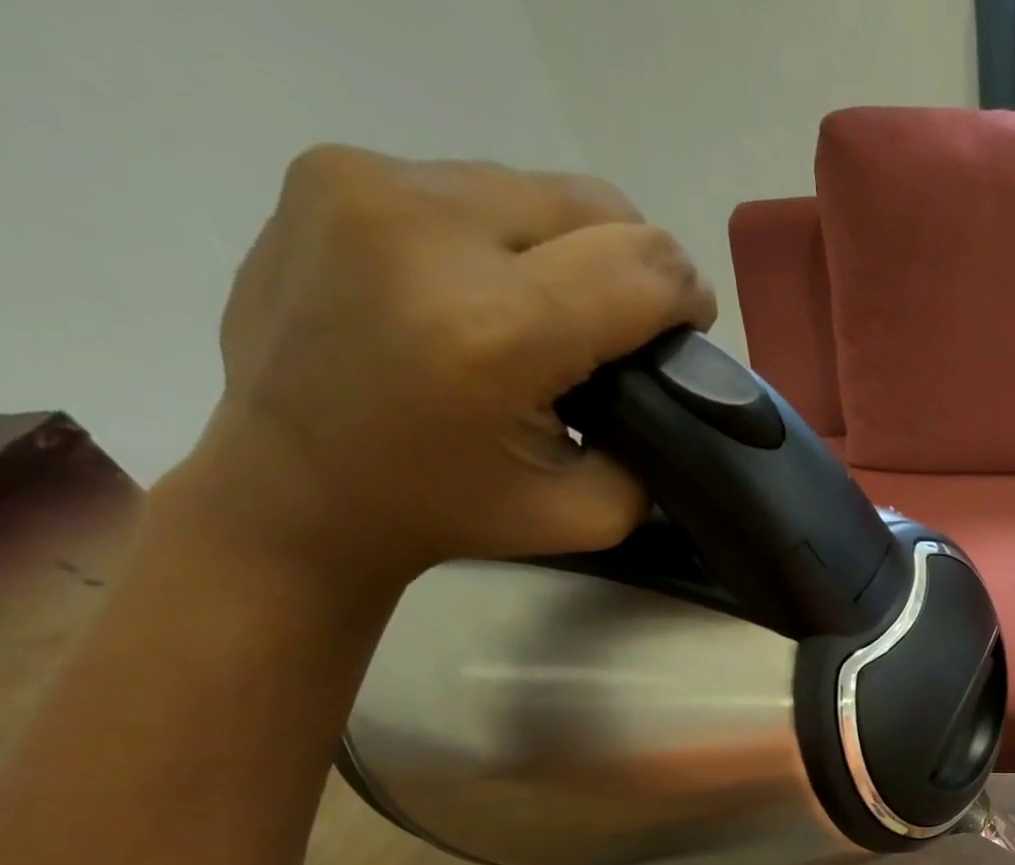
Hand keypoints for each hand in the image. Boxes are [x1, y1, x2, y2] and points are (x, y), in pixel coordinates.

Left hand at [165, 145, 716, 589]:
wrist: (295, 485)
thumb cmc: (450, 511)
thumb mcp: (589, 515)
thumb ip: (654, 448)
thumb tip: (673, 378)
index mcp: (498, 331)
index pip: (646, 268)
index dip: (688, 300)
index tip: (686, 334)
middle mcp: (430, 230)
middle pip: (599, 206)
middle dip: (636, 266)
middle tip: (622, 326)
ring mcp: (369, 184)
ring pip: (537, 187)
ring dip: (570, 246)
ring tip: (548, 308)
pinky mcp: (330, 169)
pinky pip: (470, 183)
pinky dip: (503, 234)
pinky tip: (481, 288)